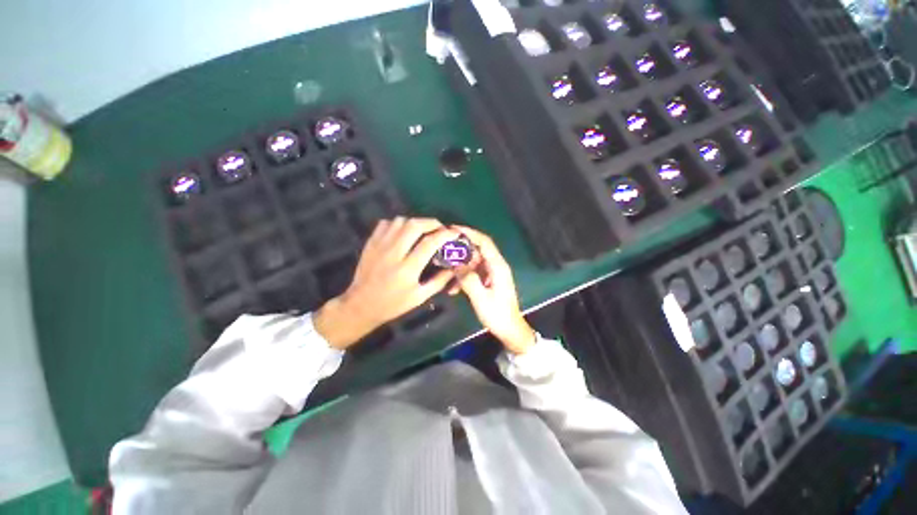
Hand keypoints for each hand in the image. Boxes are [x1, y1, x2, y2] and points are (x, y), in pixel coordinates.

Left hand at [314, 217, 458, 349]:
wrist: (361, 305)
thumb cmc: (393, 304)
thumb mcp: (419, 297)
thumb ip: (439, 281)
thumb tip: (455, 267)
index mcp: (407, 269)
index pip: (430, 243)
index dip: (446, 234)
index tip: (455, 233)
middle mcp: (393, 253)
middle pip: (415, 225)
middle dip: (432, 223)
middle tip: (440, 228)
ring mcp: (380, 246)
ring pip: (400, 221)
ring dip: (415, 222)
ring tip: (423, 230)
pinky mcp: (371, 243)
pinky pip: (386, 223)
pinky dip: (398, 223)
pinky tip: (403, 232)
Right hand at [451, 226, 535, 353]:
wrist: (510, 330)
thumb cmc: (497, 314)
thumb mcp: (481, 298)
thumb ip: (468, 279)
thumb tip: (456, 264)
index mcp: (498, 266)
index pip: (484, 242)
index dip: (469, 233)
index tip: (452, 229)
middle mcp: (496, 266)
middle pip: (477, 251)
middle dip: (460, 251)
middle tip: (442, 251)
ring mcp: (492, 274)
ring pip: (473, 263)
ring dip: (459, 267)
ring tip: (445, 274)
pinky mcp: (488, 281)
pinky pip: (473, 273)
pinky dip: (463, 277)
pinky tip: (453, 289)